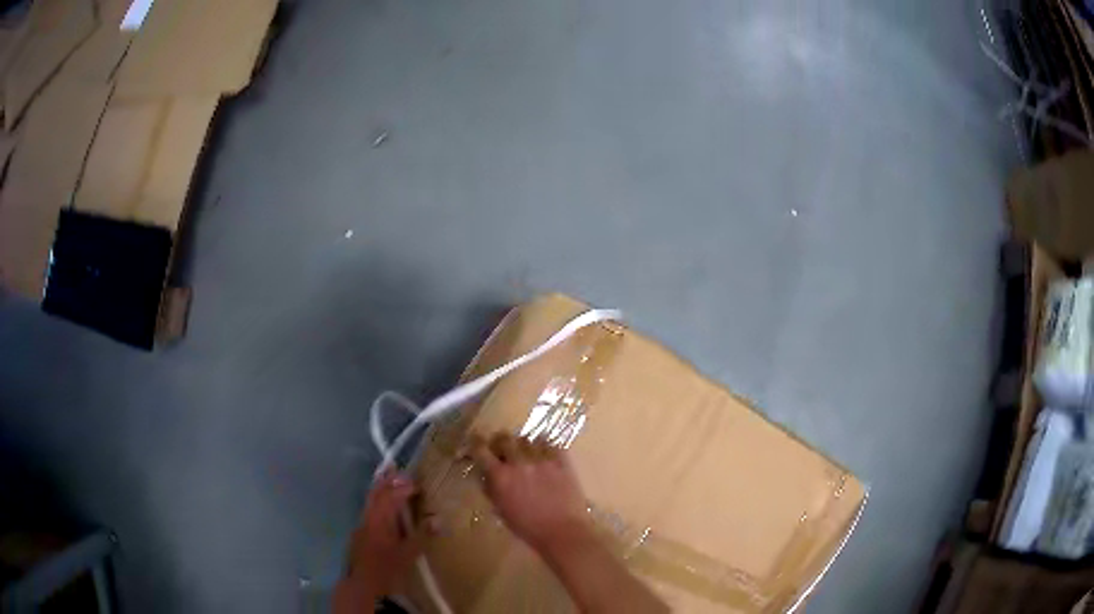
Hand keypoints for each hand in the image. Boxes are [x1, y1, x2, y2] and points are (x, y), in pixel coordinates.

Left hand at [335, 470, 427, 609]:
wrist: (363, 585)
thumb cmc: (387, 568)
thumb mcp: (408, 554)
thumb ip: (422, 535)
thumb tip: (439, 519)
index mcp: (379, 521)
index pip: (391, 497)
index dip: (403, 488)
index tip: (417, 484)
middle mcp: (368, 519)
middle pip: (375, 494)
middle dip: (385, 481)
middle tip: (395, 467)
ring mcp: (361, 526)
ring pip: (370, 502)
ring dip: (379, 490)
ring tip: (387, 479)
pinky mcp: (360, 534)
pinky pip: (369, 511)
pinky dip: (376, 502)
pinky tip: (382, 508)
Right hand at [469, 433, 590, 552]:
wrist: (563, 531)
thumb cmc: (528, 528)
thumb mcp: (501, 510)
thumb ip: (491, 489)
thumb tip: (486, 474)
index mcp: (500, 477)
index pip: (481, 450)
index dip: (476, 443)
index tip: (475, 441)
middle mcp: (519, 462)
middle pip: (504, 438)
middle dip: (500, 442)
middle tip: (502, 450)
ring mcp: (542, 460)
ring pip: (527, 438)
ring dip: (522, 444)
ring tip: (525, 453)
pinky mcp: (561, 461)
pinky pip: (550, 442)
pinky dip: (544, 445)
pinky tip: (544, 454)